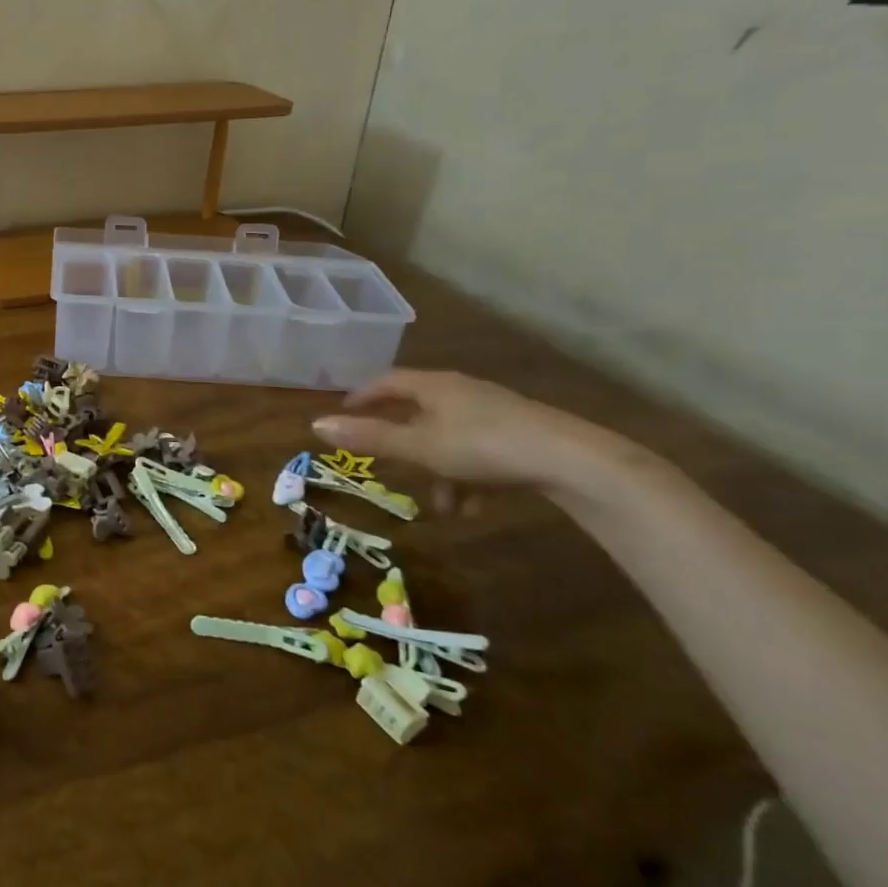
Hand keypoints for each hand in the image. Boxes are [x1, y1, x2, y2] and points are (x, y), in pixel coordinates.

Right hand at [312, 370, 620, 498]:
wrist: (572, 461)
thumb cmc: (483, 446)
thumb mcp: (419, 447)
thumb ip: (369, 437)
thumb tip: (315, 425)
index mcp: (434, 385)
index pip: (387, 381)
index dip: (363, 395)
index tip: (345, 411)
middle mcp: (462, 391)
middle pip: (420, 410)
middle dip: (403, 441)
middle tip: (388, 460)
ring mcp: (494, 412)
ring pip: (449, 437)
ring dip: (438, 469)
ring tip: (442, 505)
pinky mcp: (520, 434)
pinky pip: (478, 451)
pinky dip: (467, 476)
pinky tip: (474, 506)